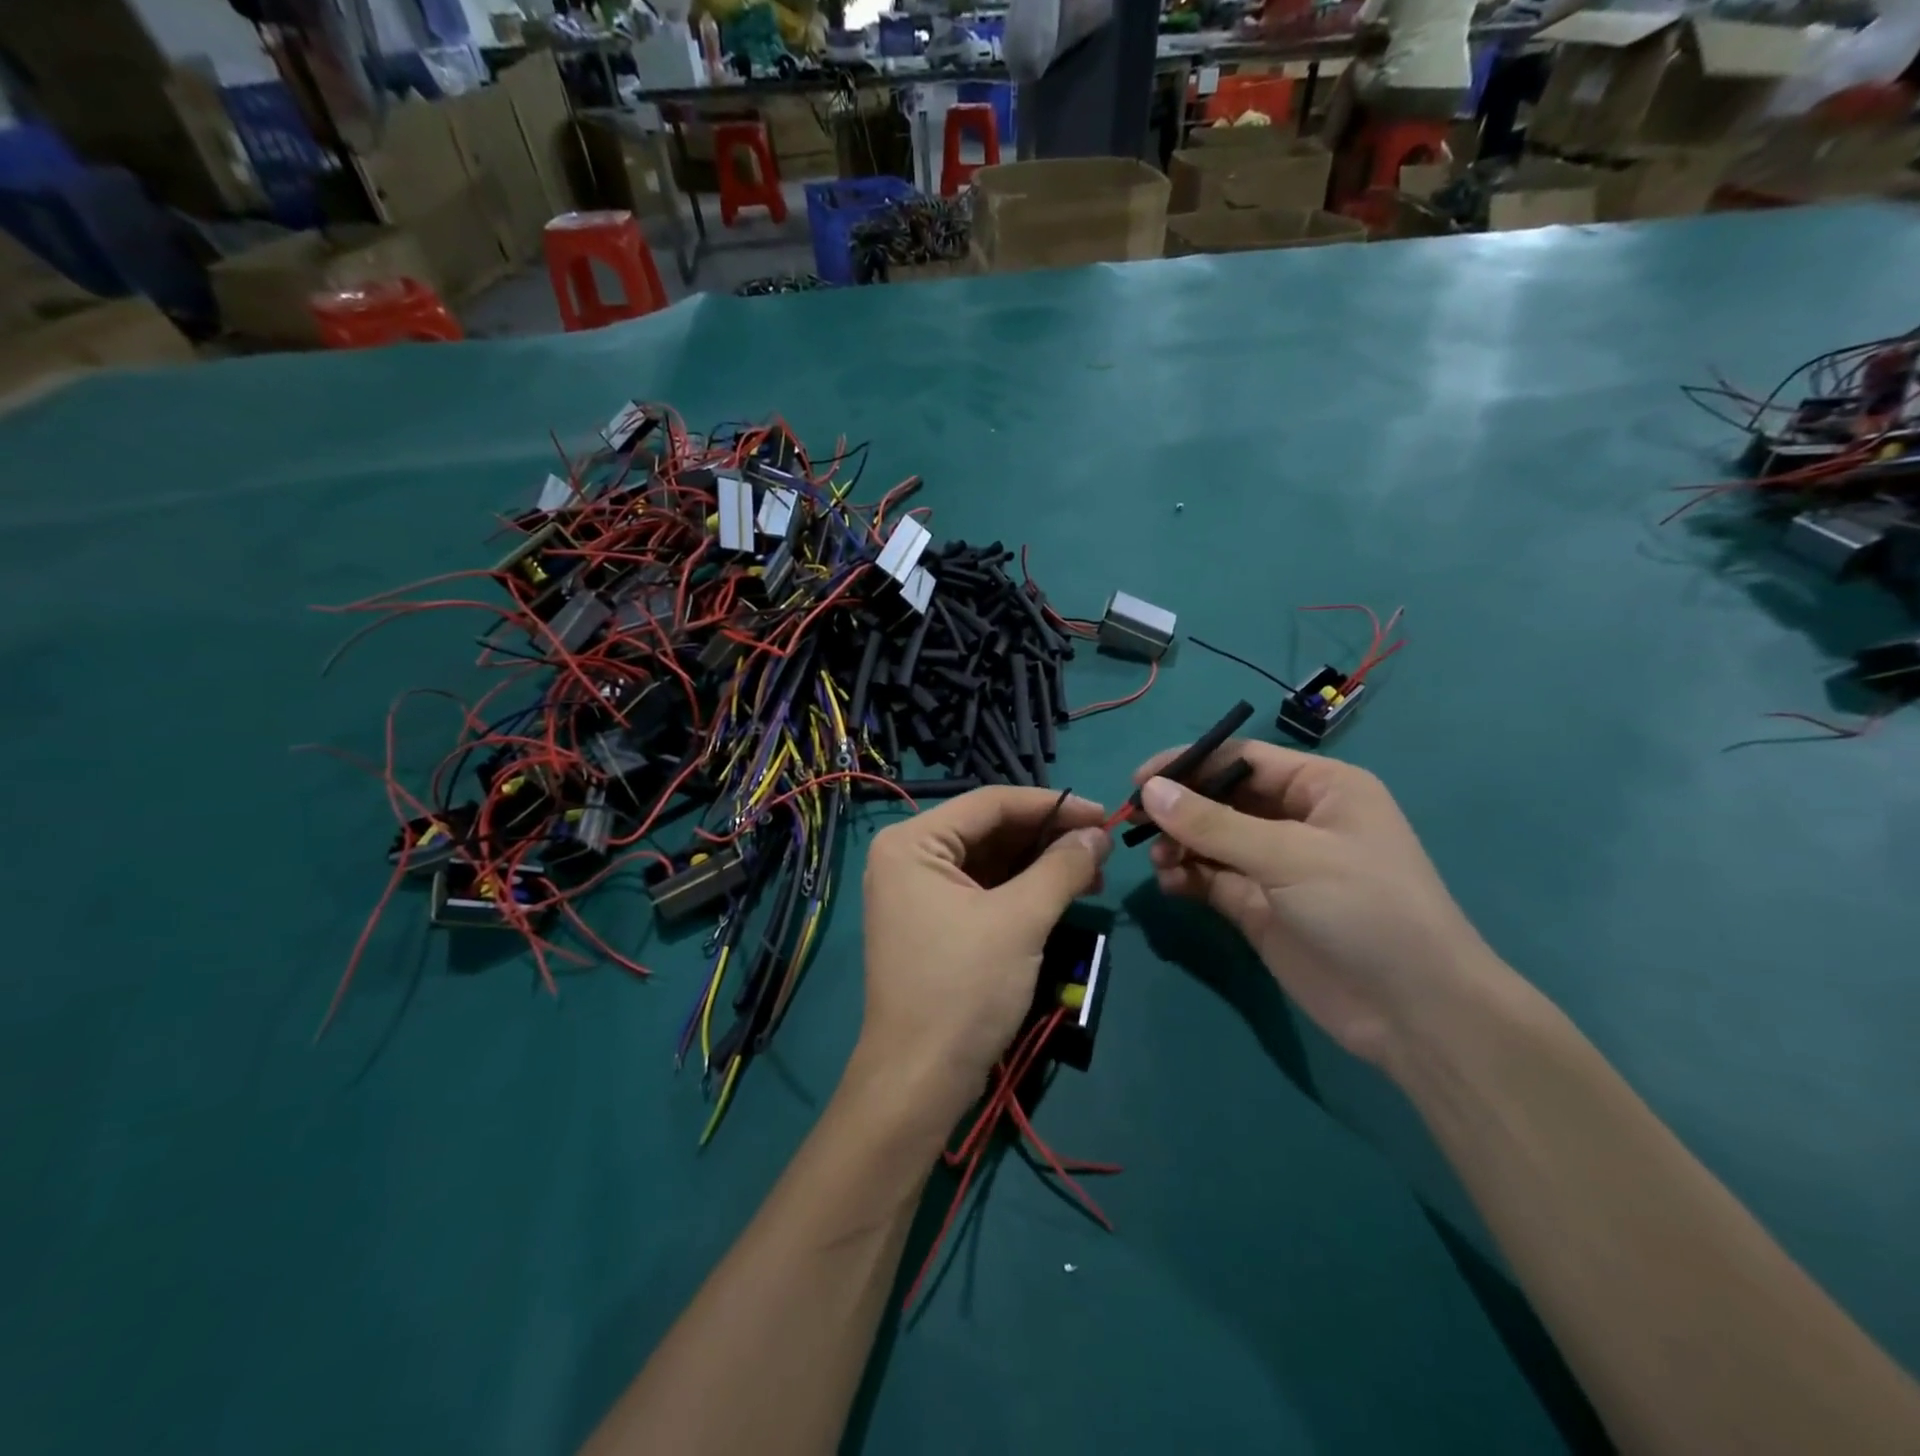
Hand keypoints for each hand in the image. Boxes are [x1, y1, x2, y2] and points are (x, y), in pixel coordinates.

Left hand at [853, 788, 1110, 1130]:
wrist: (920, 1079)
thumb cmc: (964, 988)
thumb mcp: (1020, 920)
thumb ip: (1061, 868)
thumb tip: (1098, 834)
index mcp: (913, 842)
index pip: (991, 803)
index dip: (1052, 805)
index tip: (1103, 814)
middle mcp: (909, 857)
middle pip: (990, 830)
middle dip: (1048, 837)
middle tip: (1103, 847)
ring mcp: (918, 892)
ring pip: (991, 861)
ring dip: (1041, 864)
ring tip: (1094, 873)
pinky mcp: (934, 922)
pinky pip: (984, 889)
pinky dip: (1023, 890)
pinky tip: (1064, 894)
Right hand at [1133, 741, 1508, 1071]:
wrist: (1415, 1013)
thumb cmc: (1365, 909)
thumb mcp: (1290, 855)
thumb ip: (1214, 824)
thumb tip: (1149, 789)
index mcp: (1320, 788)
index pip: (1241, 759)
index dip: (1189, 764)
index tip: (1140, 781)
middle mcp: (1296, 819)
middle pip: (1220, 799)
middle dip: (1179, 808)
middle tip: (1134, 822)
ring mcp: (1276, 866)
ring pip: (1211, 841)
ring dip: (1179, 844)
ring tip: (1160, 860)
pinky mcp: (1260, 907)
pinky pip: (1212, 879)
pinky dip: (1187, 877)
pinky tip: (1171, 884)